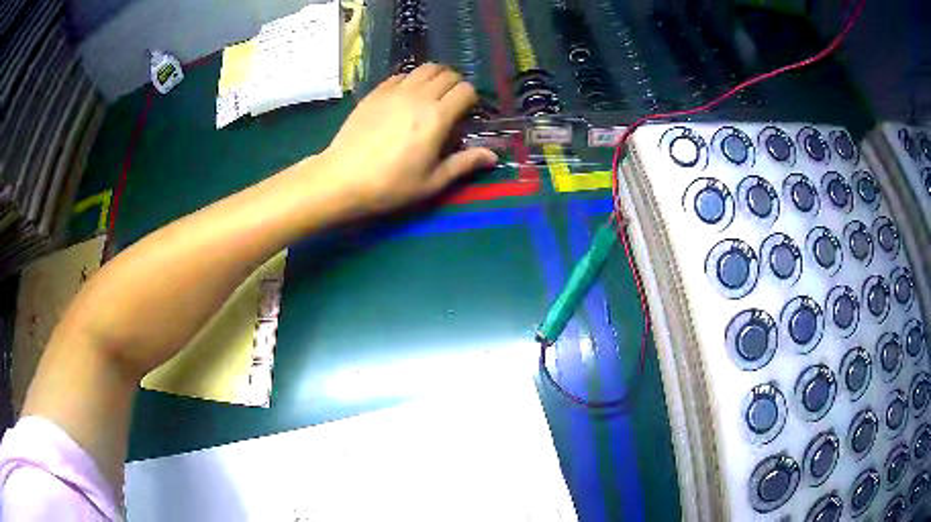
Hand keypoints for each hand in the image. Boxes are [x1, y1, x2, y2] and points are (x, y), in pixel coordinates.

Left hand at [320, 63, 497, 212]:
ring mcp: (394, 91)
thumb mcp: (432, 182)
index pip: (466, 90)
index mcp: (437, 117)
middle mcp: (418, 96)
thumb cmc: (390, 185)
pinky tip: (406, 96)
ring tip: (431, 95)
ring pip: (424, 68)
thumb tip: (493, 156)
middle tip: (451, 104)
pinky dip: (411, 79)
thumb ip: (464, 163)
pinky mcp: (376, 92)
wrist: (342, 178)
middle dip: (455, 85)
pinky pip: (400, 74)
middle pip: (447, 74)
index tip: (466, 115)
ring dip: (435, 77)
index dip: (471, 99)